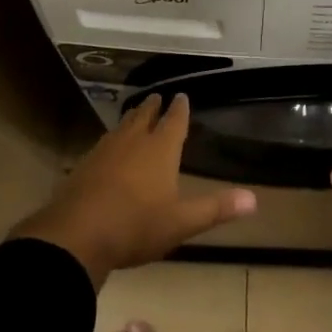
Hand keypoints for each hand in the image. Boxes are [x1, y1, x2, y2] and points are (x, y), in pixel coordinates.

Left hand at [9, 95, 256, 287]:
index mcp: (159, 150)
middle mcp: (132, 142)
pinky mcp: (84, 165)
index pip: (174, 121)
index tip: (181, 96)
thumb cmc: (136, 226)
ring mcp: (104, 151)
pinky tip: (108, 148)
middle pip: (144, 117)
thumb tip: (254, 199)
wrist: (76, 235)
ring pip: (122, 127)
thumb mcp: (181, 222)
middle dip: (153, 107)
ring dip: (131, 119)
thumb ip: (216, 208)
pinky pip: (103, 143)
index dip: (180, 109)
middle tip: (157, 98)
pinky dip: (112, 139)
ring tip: (136, 115)